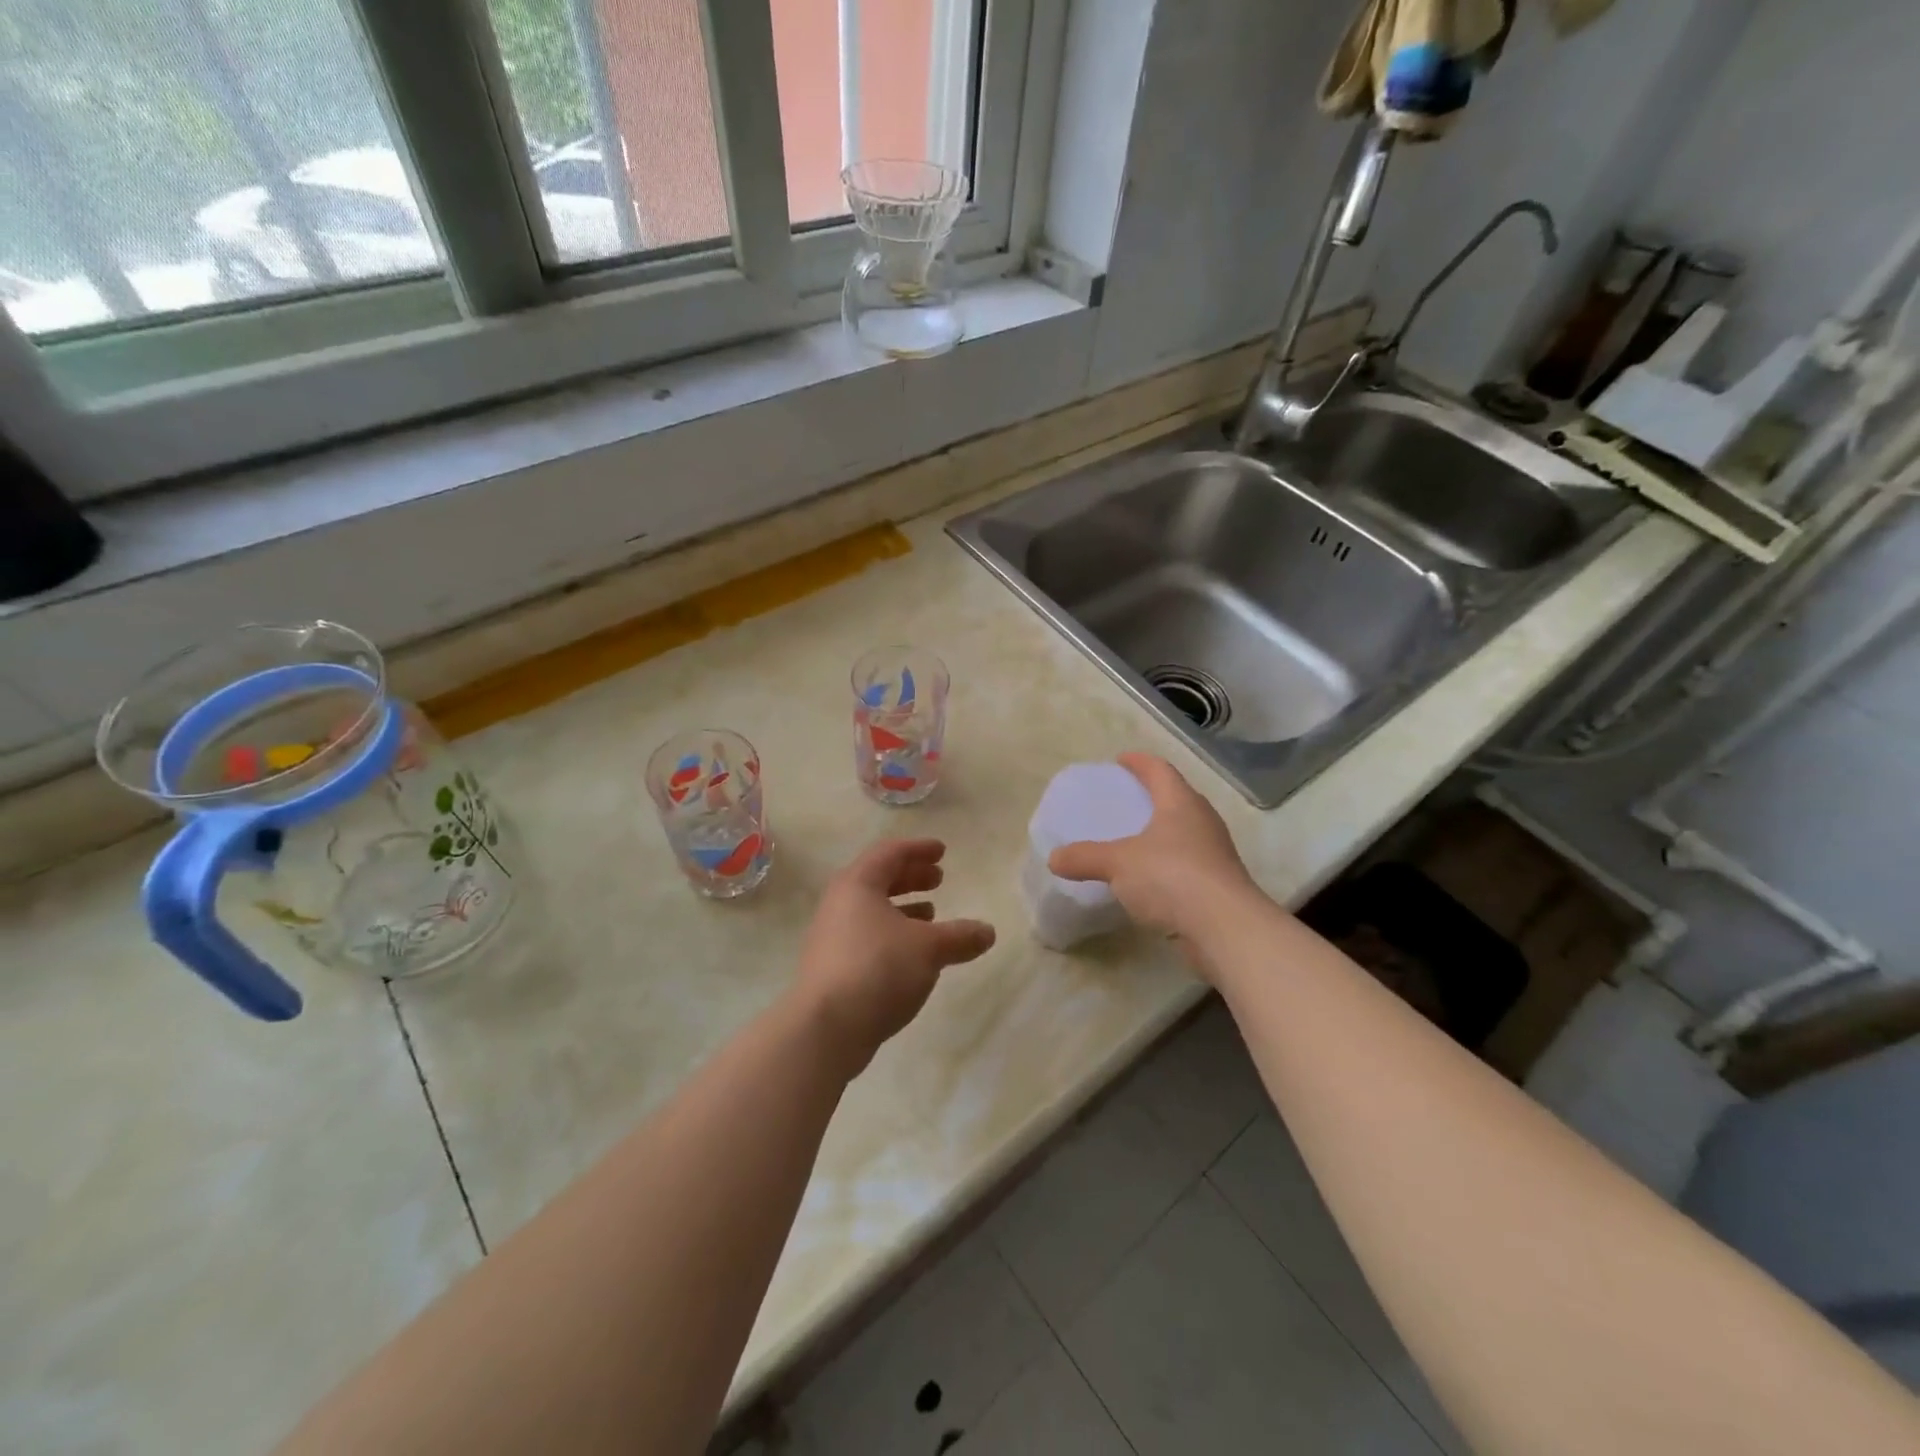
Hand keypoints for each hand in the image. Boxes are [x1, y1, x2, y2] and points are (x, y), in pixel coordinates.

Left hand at [792, 839, 996, 1075]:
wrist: (825, 1029)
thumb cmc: (878, 969)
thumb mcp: (928, 948)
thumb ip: (960, 936)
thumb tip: (988, 931)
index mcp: (858, 884)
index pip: (890, 852)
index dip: (918, 849)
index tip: (942, 851)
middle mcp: (839, 904)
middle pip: (878, 878)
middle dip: (911, 876)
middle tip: (939, 879)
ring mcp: (832, 936)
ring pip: (872, 910)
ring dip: (903, 907)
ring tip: (932, 914)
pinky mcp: (833, 967)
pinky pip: (867, 936)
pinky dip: (893, 933)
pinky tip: (913, 953)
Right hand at [1047, 754, 1259, 957]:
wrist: (1226, 928)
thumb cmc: (1172, 877)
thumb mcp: (1118, 864)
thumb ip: (1085, 858)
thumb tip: (1054, 858)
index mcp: (1181, 803)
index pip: (1160, 770)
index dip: (1140, 762)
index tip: (1121, 760)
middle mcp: (1203, 821)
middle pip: (1176, 798)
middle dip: (1151, 796)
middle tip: (1124, 799)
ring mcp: (1214, 853)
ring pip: (1184, 832)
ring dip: (1161, 832)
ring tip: (1133, 839)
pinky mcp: (1217, 884)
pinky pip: (1187, 863)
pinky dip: (1167, 864)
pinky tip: (1149, 879)